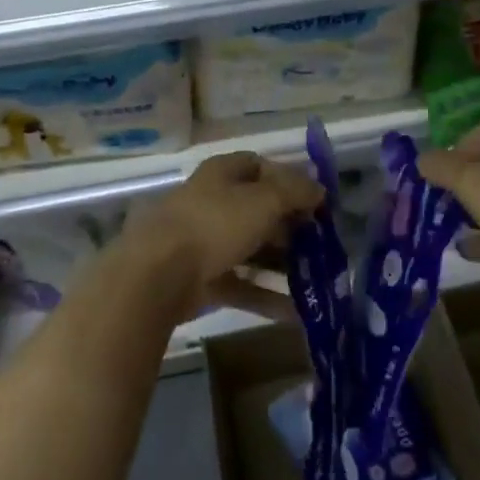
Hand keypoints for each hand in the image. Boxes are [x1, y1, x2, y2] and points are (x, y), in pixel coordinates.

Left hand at [118, 152, 323, 316]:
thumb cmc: (215, 223)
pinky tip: (298, 313)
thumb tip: (319, 188)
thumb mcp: (263, 200)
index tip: (315, 201)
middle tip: (322, 244)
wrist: (158, 273)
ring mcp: (206, 242)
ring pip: (252, 249)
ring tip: (317, 279)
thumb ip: (295, 192)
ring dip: (283, 263)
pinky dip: (268, 296)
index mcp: (222, 173)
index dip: (288, 180)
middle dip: (290, 226)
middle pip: (257, 210)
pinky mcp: (203, 279)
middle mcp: (213, 202)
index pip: (259, 166)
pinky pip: (243, 284)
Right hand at [419, 113, 479, 286]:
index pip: (470, 136)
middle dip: (460, 188)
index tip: (433, 181)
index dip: (449, 157)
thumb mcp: (468, 181)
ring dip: (475, 213)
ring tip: (446, 230)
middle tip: (437, 207)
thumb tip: (420, 159)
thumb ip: (440, 168)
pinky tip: (468, 251)